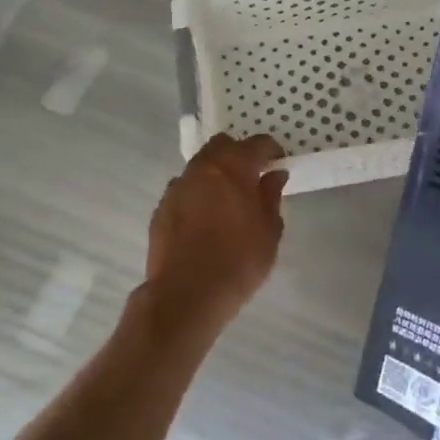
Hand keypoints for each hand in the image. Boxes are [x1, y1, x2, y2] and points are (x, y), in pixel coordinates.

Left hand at [144, 133, 286, 333]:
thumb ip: (271, 197)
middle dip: (239, 154)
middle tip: (251, 177)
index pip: (258, 143)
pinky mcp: (161, 207)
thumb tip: (274, 175)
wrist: (186, 296)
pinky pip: (184, 189)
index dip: (272, 152)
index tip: (278, 166)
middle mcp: (203, 168)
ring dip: (215, 174)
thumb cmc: (238, 262)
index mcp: (234, 167)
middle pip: (222, 145)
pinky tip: (204, 219)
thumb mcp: (269, 231)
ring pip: (200, 166)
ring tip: (226, 200)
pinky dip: (197, 194)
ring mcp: (178, 186)